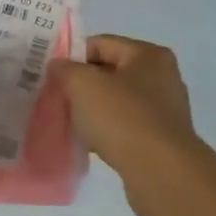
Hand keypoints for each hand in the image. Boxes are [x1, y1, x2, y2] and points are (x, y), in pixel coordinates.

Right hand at [52, 35, 201, 215]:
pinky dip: (107, 131)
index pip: (101, 44)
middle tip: (56, 98)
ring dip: (93, 110)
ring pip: (117, 101)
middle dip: (82, 84)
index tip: (51, 76)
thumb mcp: (83, 85)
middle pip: (110, 72)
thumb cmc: (122, 118)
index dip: (72, 56)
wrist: (160, 171)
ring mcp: (164, 109)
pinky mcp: (161, 138)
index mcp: (148, 55)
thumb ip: (66, 69)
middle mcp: (162, 77)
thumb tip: (58, 65)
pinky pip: (125, 126)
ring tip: (70, 123)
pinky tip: (90, 143)